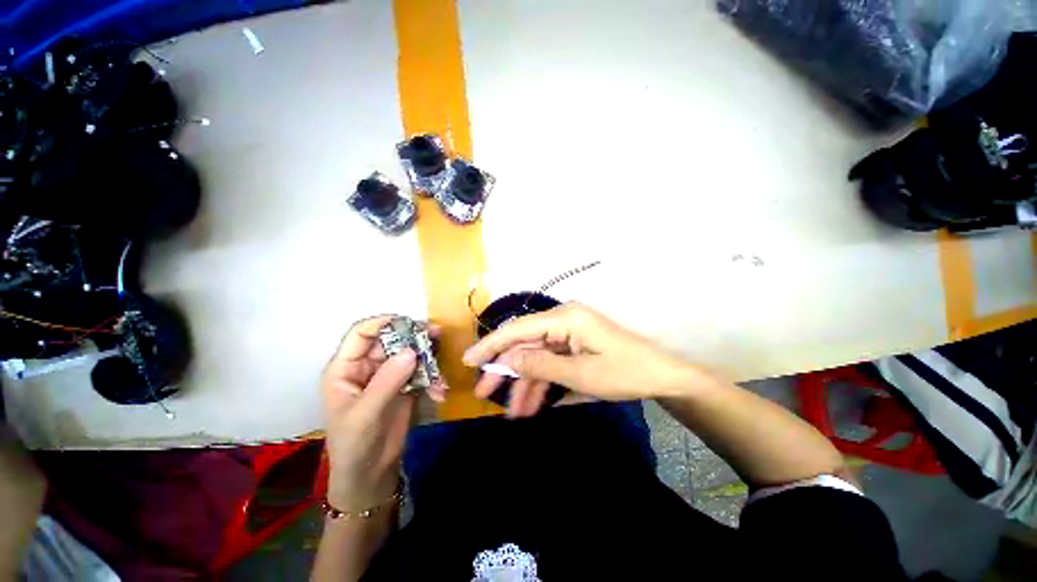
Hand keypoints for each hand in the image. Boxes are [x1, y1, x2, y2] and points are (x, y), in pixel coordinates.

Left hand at [321, 316, 445, 510]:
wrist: (371, 475)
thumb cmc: (354, 445)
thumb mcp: (365, 415)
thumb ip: (387, 381)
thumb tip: (411, 350)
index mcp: (346, 368)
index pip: (361, 333)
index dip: (383, 323)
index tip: (409, 322)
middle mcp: (368, 366)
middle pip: (392, 340)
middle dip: (414, 338)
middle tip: (437, 335)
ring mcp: (389, 375)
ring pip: (410, 354)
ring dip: (428, 360)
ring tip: (441, 372)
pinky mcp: (406, 385)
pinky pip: (422, 371)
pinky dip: (433, 378)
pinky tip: (440, 393)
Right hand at [463, 302, 697, 417]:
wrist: (661, 376)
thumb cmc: (624, 373)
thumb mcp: (579, 374)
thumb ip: (541, 365)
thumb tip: (508, 361)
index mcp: (564, 319)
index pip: (518, 329)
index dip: (491, 344)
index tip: (468, 360)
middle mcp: (562, 320)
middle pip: (524, 343)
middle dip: (504, 369)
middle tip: (483, 393)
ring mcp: (568, 333)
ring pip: (536, 357)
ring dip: (524, 383)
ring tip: (513, 412)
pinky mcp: (573, 345)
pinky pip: (550, 362)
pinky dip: (541, 383)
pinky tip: (532, 405)